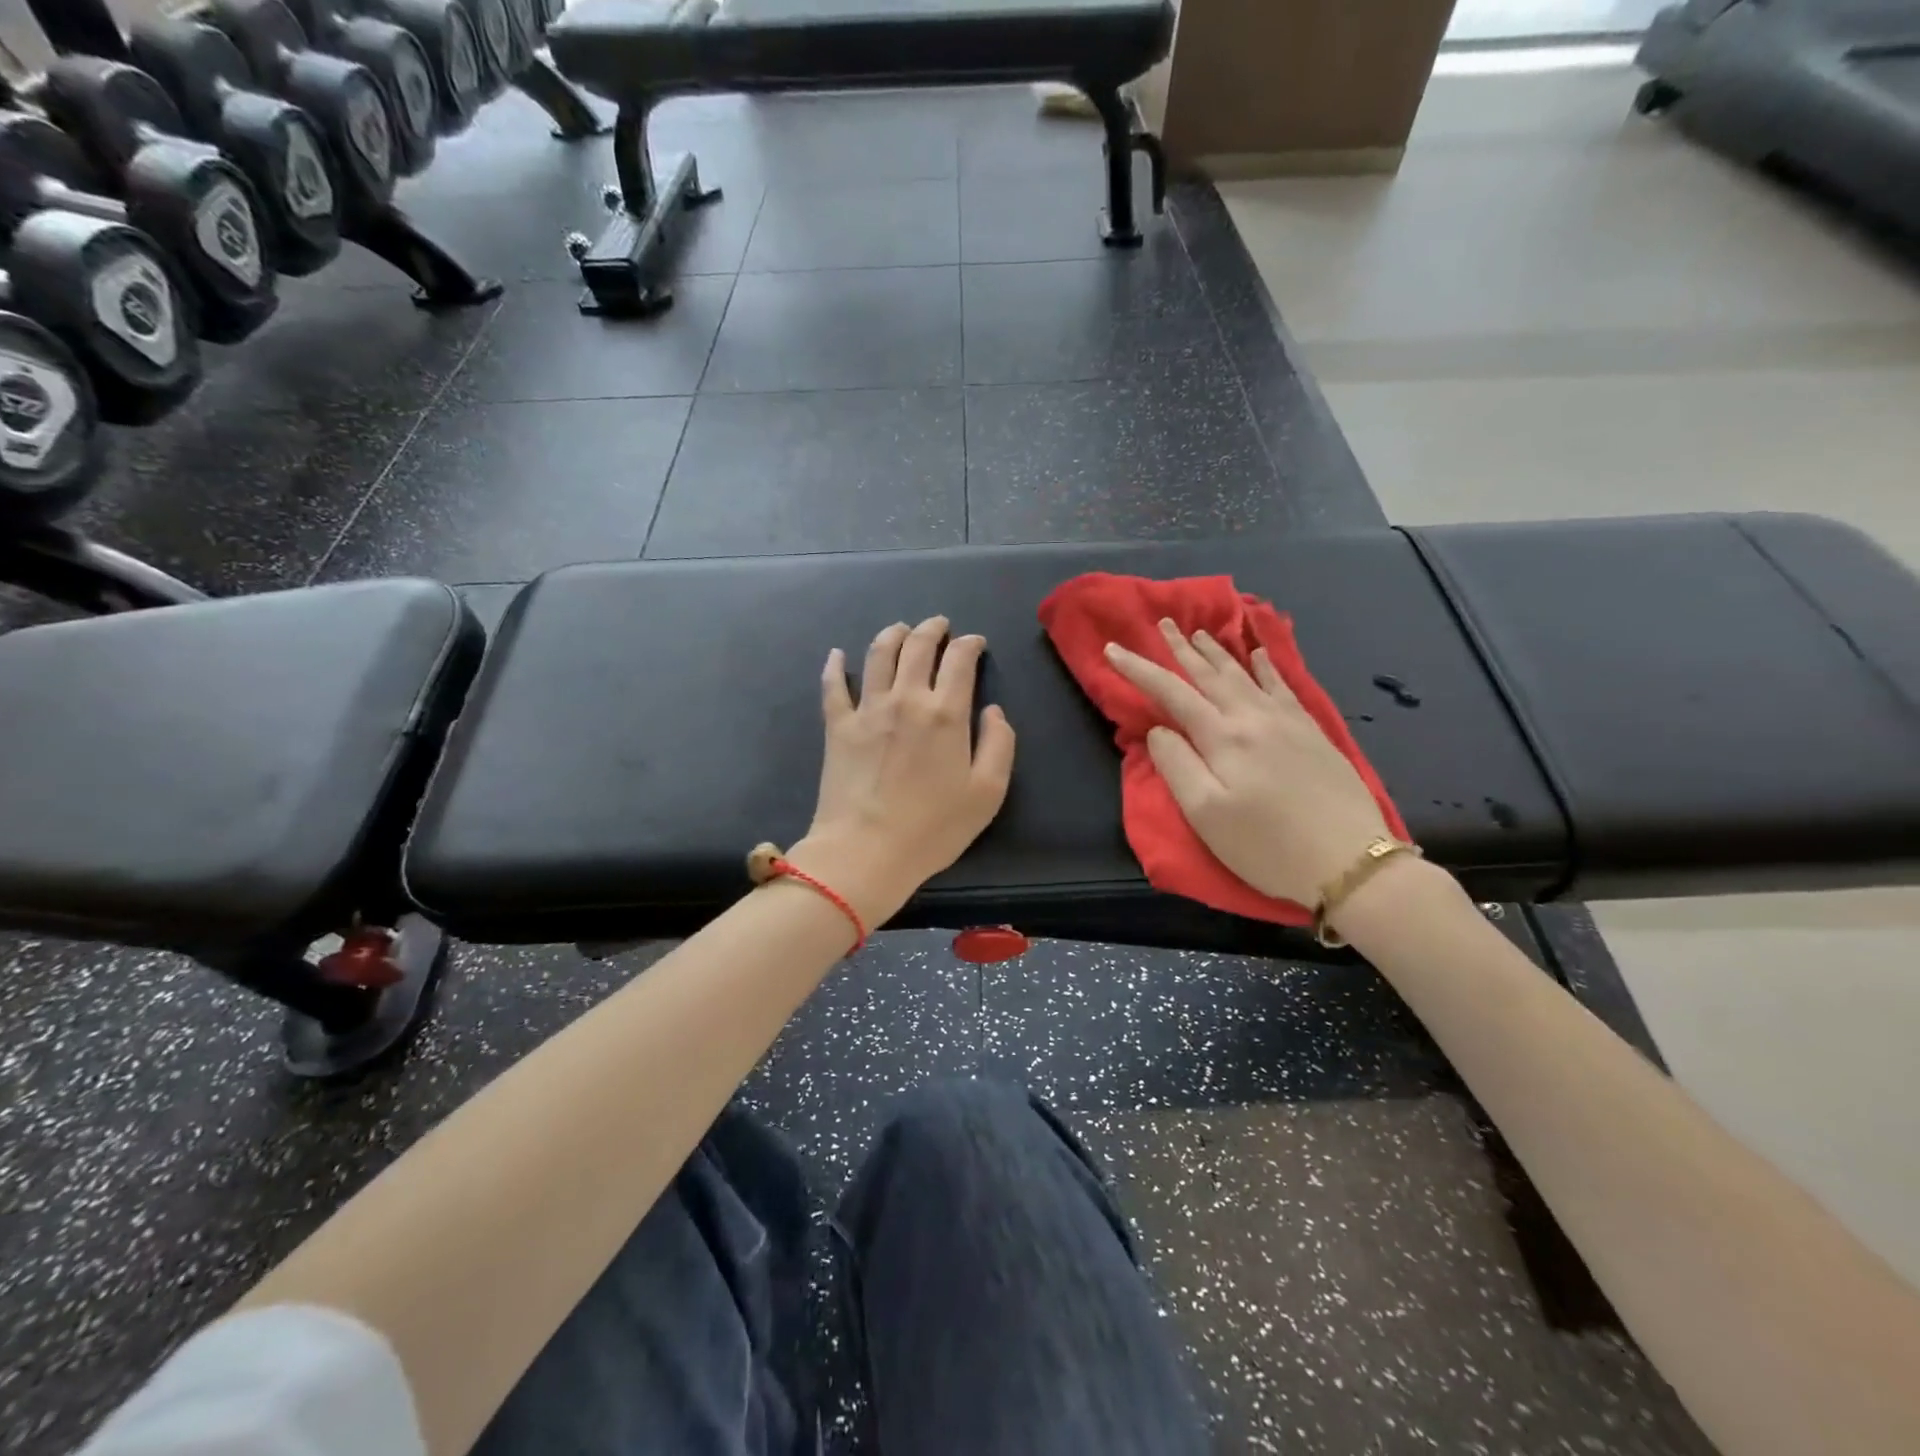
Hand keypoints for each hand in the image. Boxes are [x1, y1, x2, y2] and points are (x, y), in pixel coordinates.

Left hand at [790, 616, 1016, 925]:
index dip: (970, 645)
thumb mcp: (987, 793)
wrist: (866, 851)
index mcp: (946, 713)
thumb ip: (999, 744)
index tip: (975, 643)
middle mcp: (906, 699)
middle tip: (940, 625)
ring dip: (893, 635)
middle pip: (918, 647)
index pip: (960, 661)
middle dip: (932, 629)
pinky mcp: (837, 727)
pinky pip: (833, 686)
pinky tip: (838, 655)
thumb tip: (993, 710)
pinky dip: (836, 666)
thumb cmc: (933, 828)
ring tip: (901, 629)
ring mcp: (867, 710)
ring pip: (878, 655)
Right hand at [1105, 619, 1389, 906]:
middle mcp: (1253, 718)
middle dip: (1182, 648)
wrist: (1350, 862)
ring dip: (1219, 652)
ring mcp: (1287, 722)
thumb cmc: (1266, 846)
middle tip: (1164, 623)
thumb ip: (1176, 766)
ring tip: (1201, 632)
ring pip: (1245, 675)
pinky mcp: (1313, 733)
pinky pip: (1283, 686)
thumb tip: (1159, 730)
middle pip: (1210, 674)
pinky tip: (1260, 655)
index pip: (1170, 693)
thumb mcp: (1205, 814)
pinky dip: (1267, 666)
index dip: (1139, 669)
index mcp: (1222, 737)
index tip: (1113, 649)